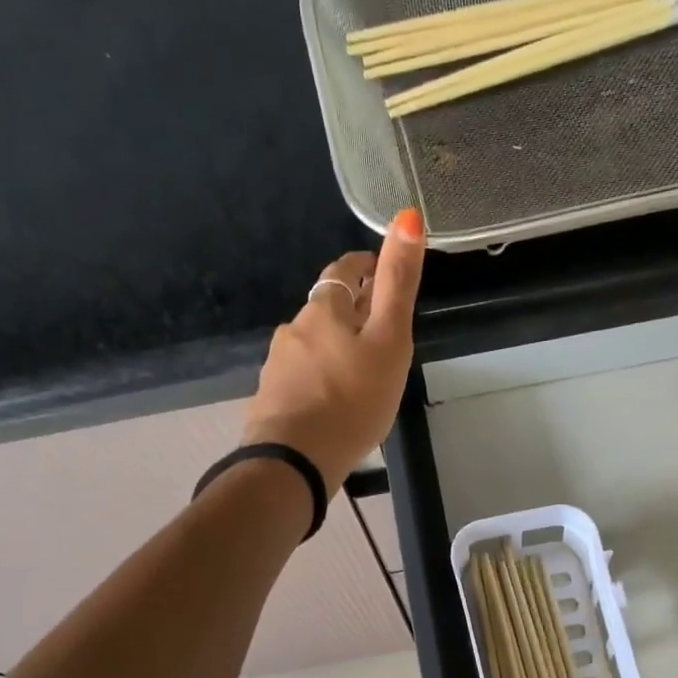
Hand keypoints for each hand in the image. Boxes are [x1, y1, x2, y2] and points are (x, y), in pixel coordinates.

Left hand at [241, 208, 425, 494]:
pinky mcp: (272, 399)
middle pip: (326, 310)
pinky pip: (301, 379)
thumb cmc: (352, 399)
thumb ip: (397, 283)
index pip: (343, 271)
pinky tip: (332, 403)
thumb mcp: (388, 340)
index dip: (364, 267)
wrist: (295, 461)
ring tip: (359, 374)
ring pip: (312, 346)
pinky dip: (319, 380)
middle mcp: (294, 329)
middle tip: (380, 332)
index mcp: (323, 310)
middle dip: (351, 313)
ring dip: (334, 349)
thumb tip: (406, 216)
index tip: (381, 273)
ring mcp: (278, 366)